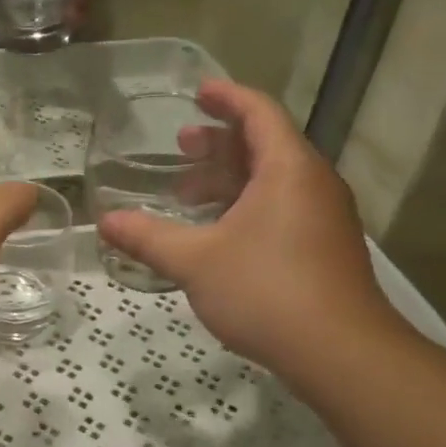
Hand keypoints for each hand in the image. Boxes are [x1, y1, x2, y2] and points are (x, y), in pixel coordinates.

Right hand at [96, 81, 399, 375]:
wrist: (340, 353)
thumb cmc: (266, 290)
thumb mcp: (195, 261)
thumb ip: (147, 237)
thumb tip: (105, 222)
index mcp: (288, 169)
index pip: (259, 113)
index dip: (227, 98)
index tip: (198, 93)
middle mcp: (313, 184)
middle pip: (266, 145)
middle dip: (220, 143)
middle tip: (181, 147)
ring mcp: (323, 218)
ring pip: (273, 181)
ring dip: (230, 179)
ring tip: (188, 194)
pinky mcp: (323, 249)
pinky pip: (281, 208)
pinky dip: (246, 206)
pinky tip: (216, 234)